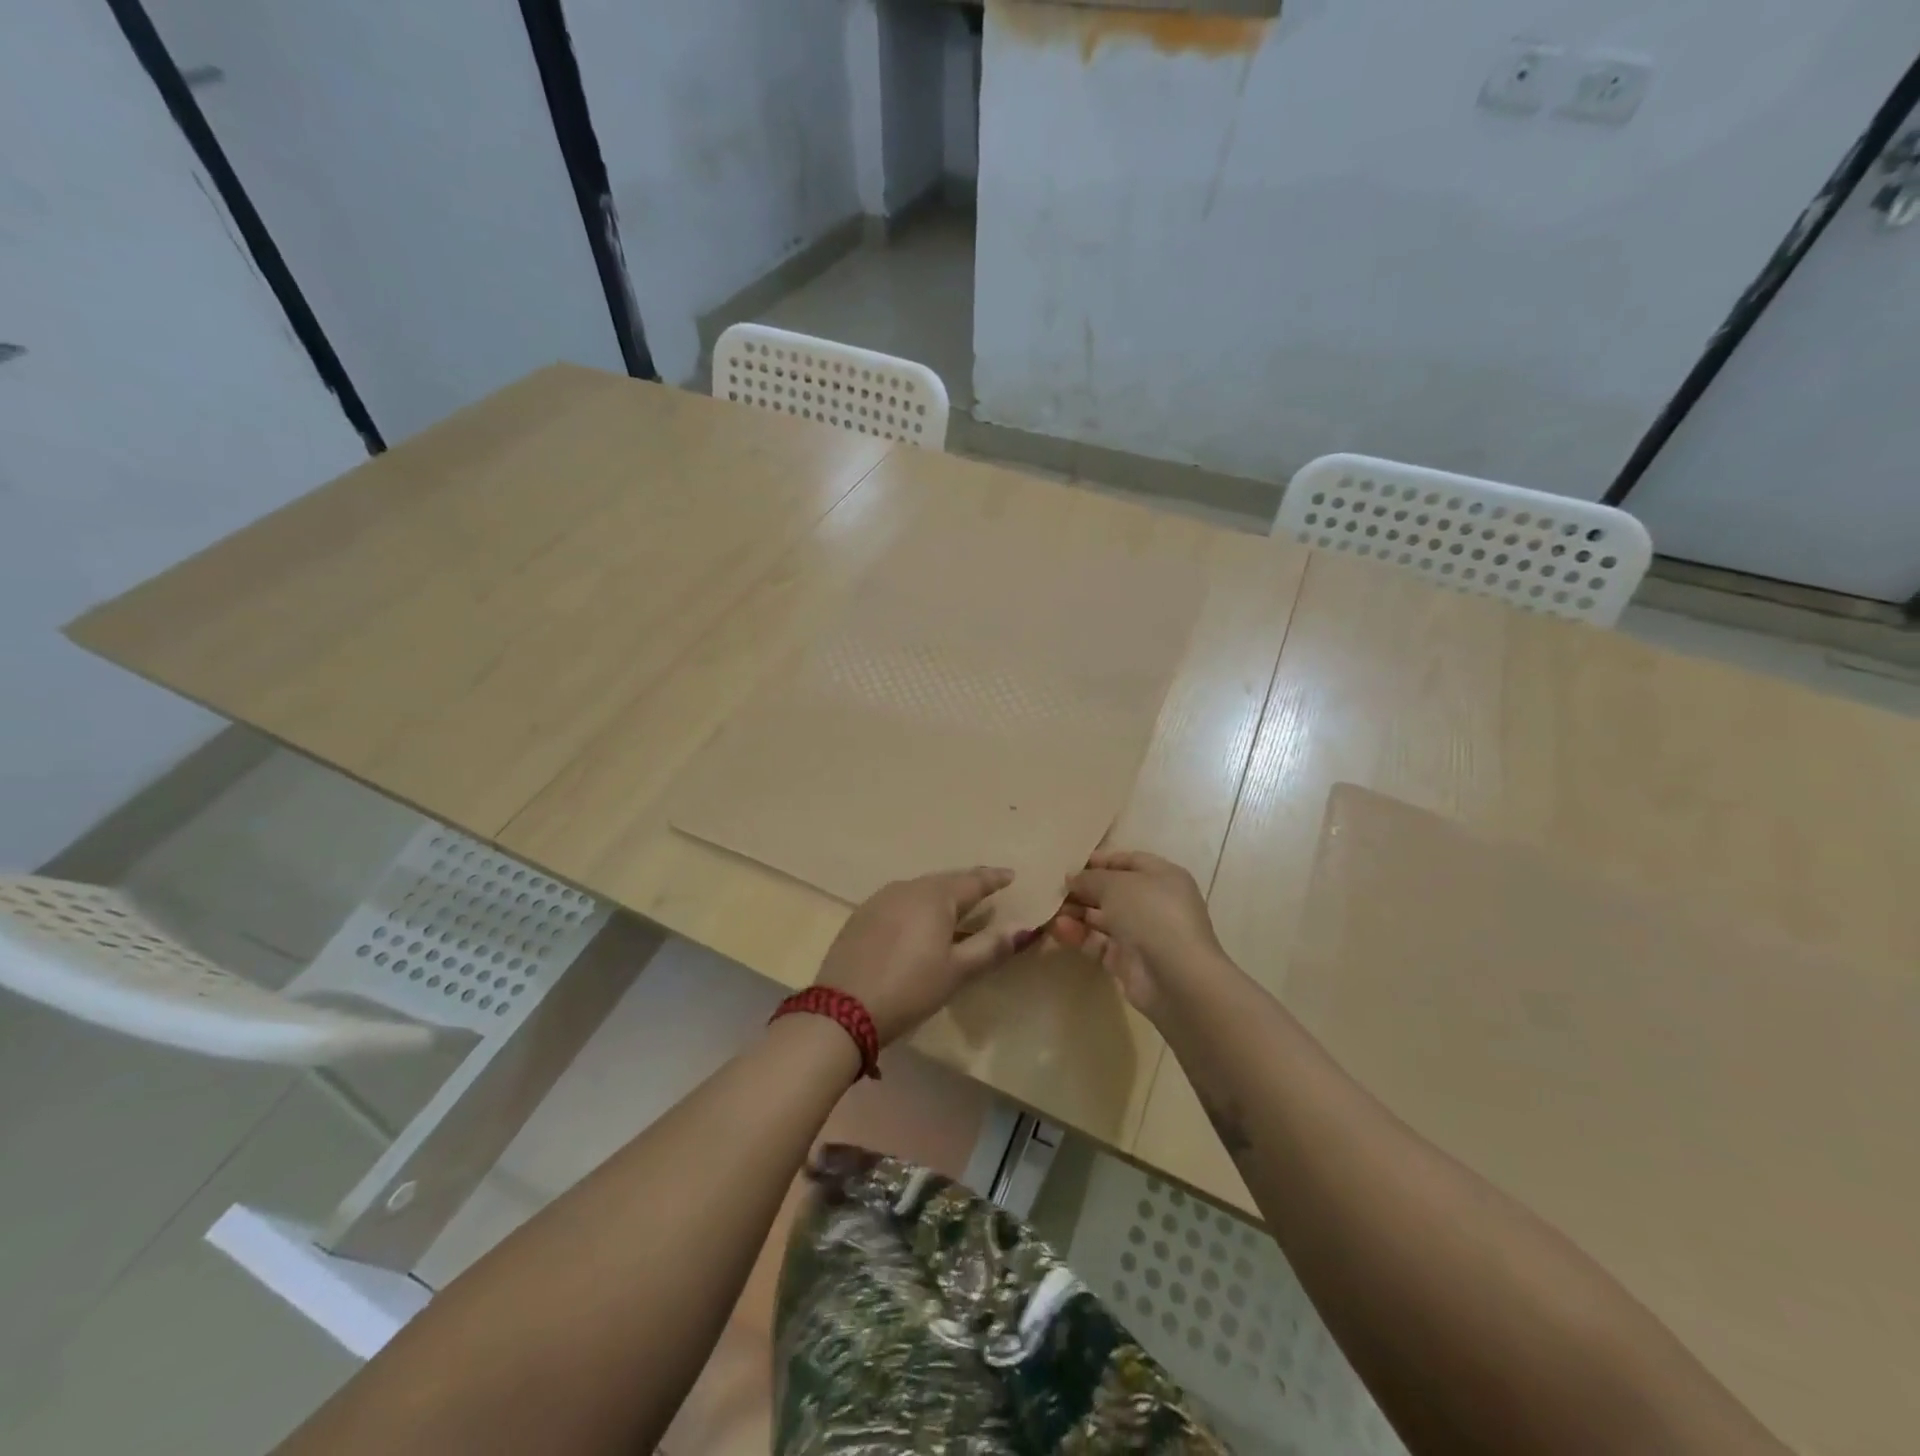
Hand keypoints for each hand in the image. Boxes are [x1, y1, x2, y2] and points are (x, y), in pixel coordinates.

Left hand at [814, 868, 1028, 1044]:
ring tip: (955, 905)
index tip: (1011, 875)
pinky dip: (917, 905)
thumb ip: (991, 947)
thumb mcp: (956, 971)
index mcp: (935, 896)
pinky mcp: (862, 915)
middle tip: (986, 888)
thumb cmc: (910, 988)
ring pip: (920, 889)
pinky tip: (918, 921)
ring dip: (941, 895)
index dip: (994, 878)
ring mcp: (880, 899)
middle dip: (967, 884)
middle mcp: (908, 888)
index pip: (973, 880)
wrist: (842, 1009)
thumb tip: (1025, 928)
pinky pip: (899, 901)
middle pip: (945, 881)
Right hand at [1049, 850, 1229, 1018]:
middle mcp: (1154, 903)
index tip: (1069, 864)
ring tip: (1050, 911)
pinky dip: (1079, 936)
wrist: (1176, 977)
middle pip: (1112, 892)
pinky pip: (1099, 943)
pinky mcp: (1128, 962)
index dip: (1099, 862)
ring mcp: (1142, 934)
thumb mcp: (1117, 884)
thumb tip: (1072, 878)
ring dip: (1076, 913)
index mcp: (1162, 877)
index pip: (1128, 861)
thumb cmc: (1151, 914)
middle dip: (1082, 890)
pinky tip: (1058, 930)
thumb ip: (1090, 878)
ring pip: (1103, 919)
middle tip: (1052, 890)